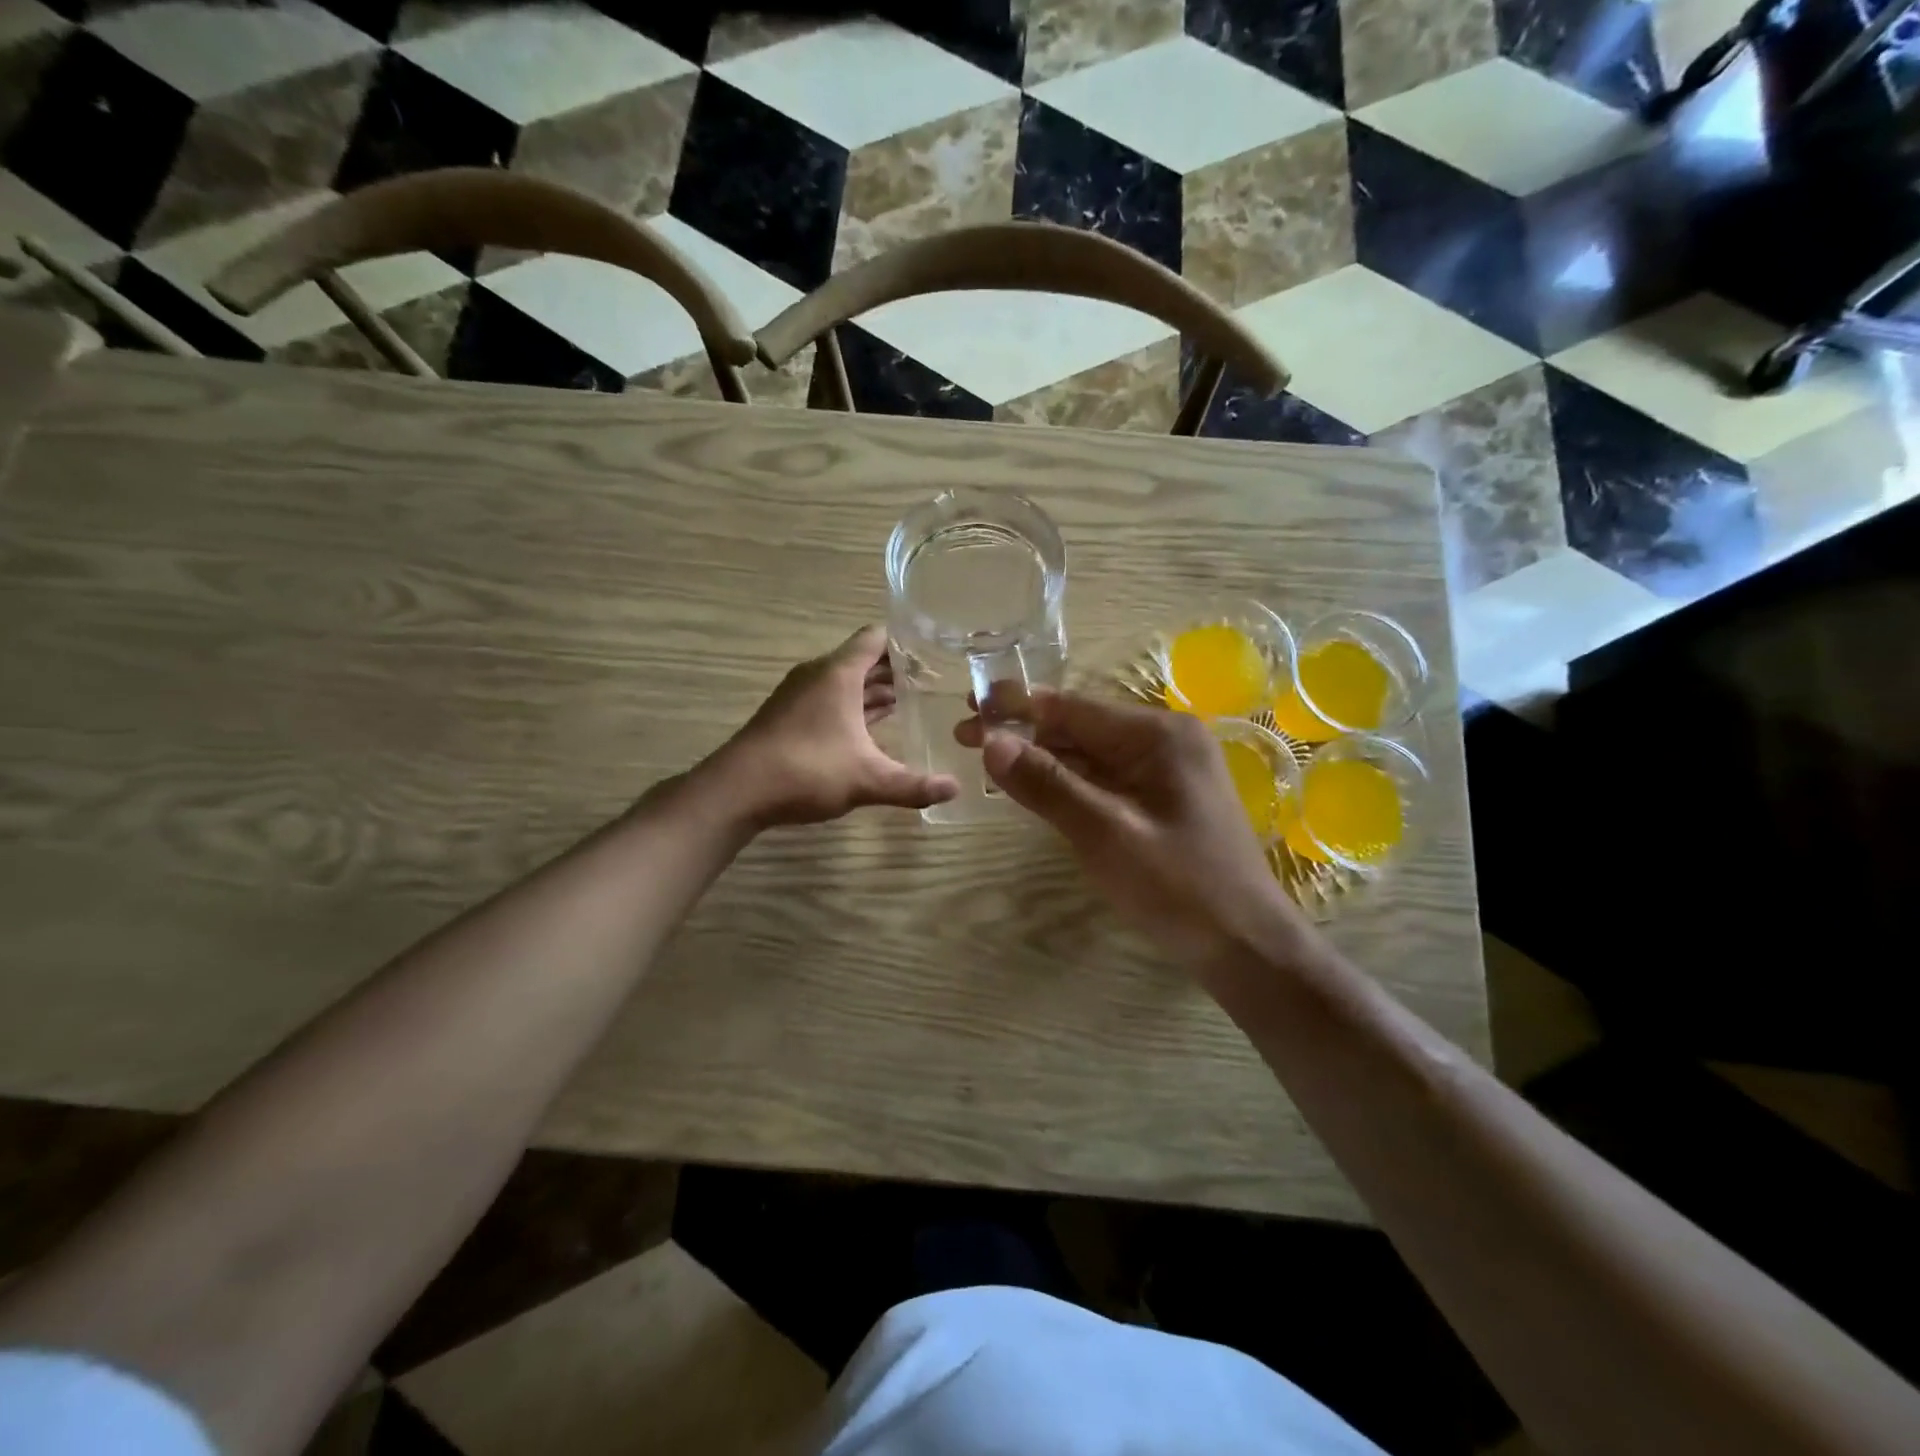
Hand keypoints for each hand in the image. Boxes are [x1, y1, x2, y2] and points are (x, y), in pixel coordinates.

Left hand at [712, 625, 959, 827]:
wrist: (737, 791)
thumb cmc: (806, 770)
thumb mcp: (868, 779)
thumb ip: (914, 785)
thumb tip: (955, 789)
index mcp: (838, 674)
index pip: (876, 638)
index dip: (905, 640)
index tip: (934, 647)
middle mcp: (818, 676)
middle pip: (862, 660)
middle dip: (895, 668)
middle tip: (933, 678)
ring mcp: (800, 696)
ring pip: (845, 683)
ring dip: (874, 690)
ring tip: (910, 700)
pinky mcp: (789, 717)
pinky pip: (831, 700)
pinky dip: (854, 707)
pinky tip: (873, 728)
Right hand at [956, 692, 1306, 966]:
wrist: (1247, 947)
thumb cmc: (1180, 888)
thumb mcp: (1106, 834)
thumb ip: (1047, 785)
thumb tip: (991, 741)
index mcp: (1158, 735)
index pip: (1071, 707)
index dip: (1015, 705)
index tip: (968, 706)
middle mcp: (1164, 740)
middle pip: (1079, 725)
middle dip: (1023, 731)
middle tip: (965, 737)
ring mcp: (1166, 770)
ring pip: (1089, 753)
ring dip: (1041, 756)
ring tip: (989, 760)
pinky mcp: (1162, 799)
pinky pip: (1105, 778)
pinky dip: (1067, 780)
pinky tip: (1035, 786)